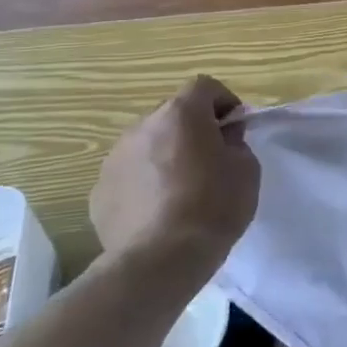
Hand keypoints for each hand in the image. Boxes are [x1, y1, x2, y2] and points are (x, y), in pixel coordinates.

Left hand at [89, 77, 259, 275]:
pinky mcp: (99, 191)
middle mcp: (141, 127)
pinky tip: (159, 211)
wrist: (160, 259)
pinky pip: (129, 175)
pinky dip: (144, 183)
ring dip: (165, 155)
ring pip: (147, 144)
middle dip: (192, 128)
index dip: (224, 101)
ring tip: (182, 189)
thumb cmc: (213, 206)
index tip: (235, 128)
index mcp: (180, 114)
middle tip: (211, 158)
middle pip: (172, 114)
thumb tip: (222, 137)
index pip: (204, 86)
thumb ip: (236, 142)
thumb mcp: (247, 169)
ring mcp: (114, 159)